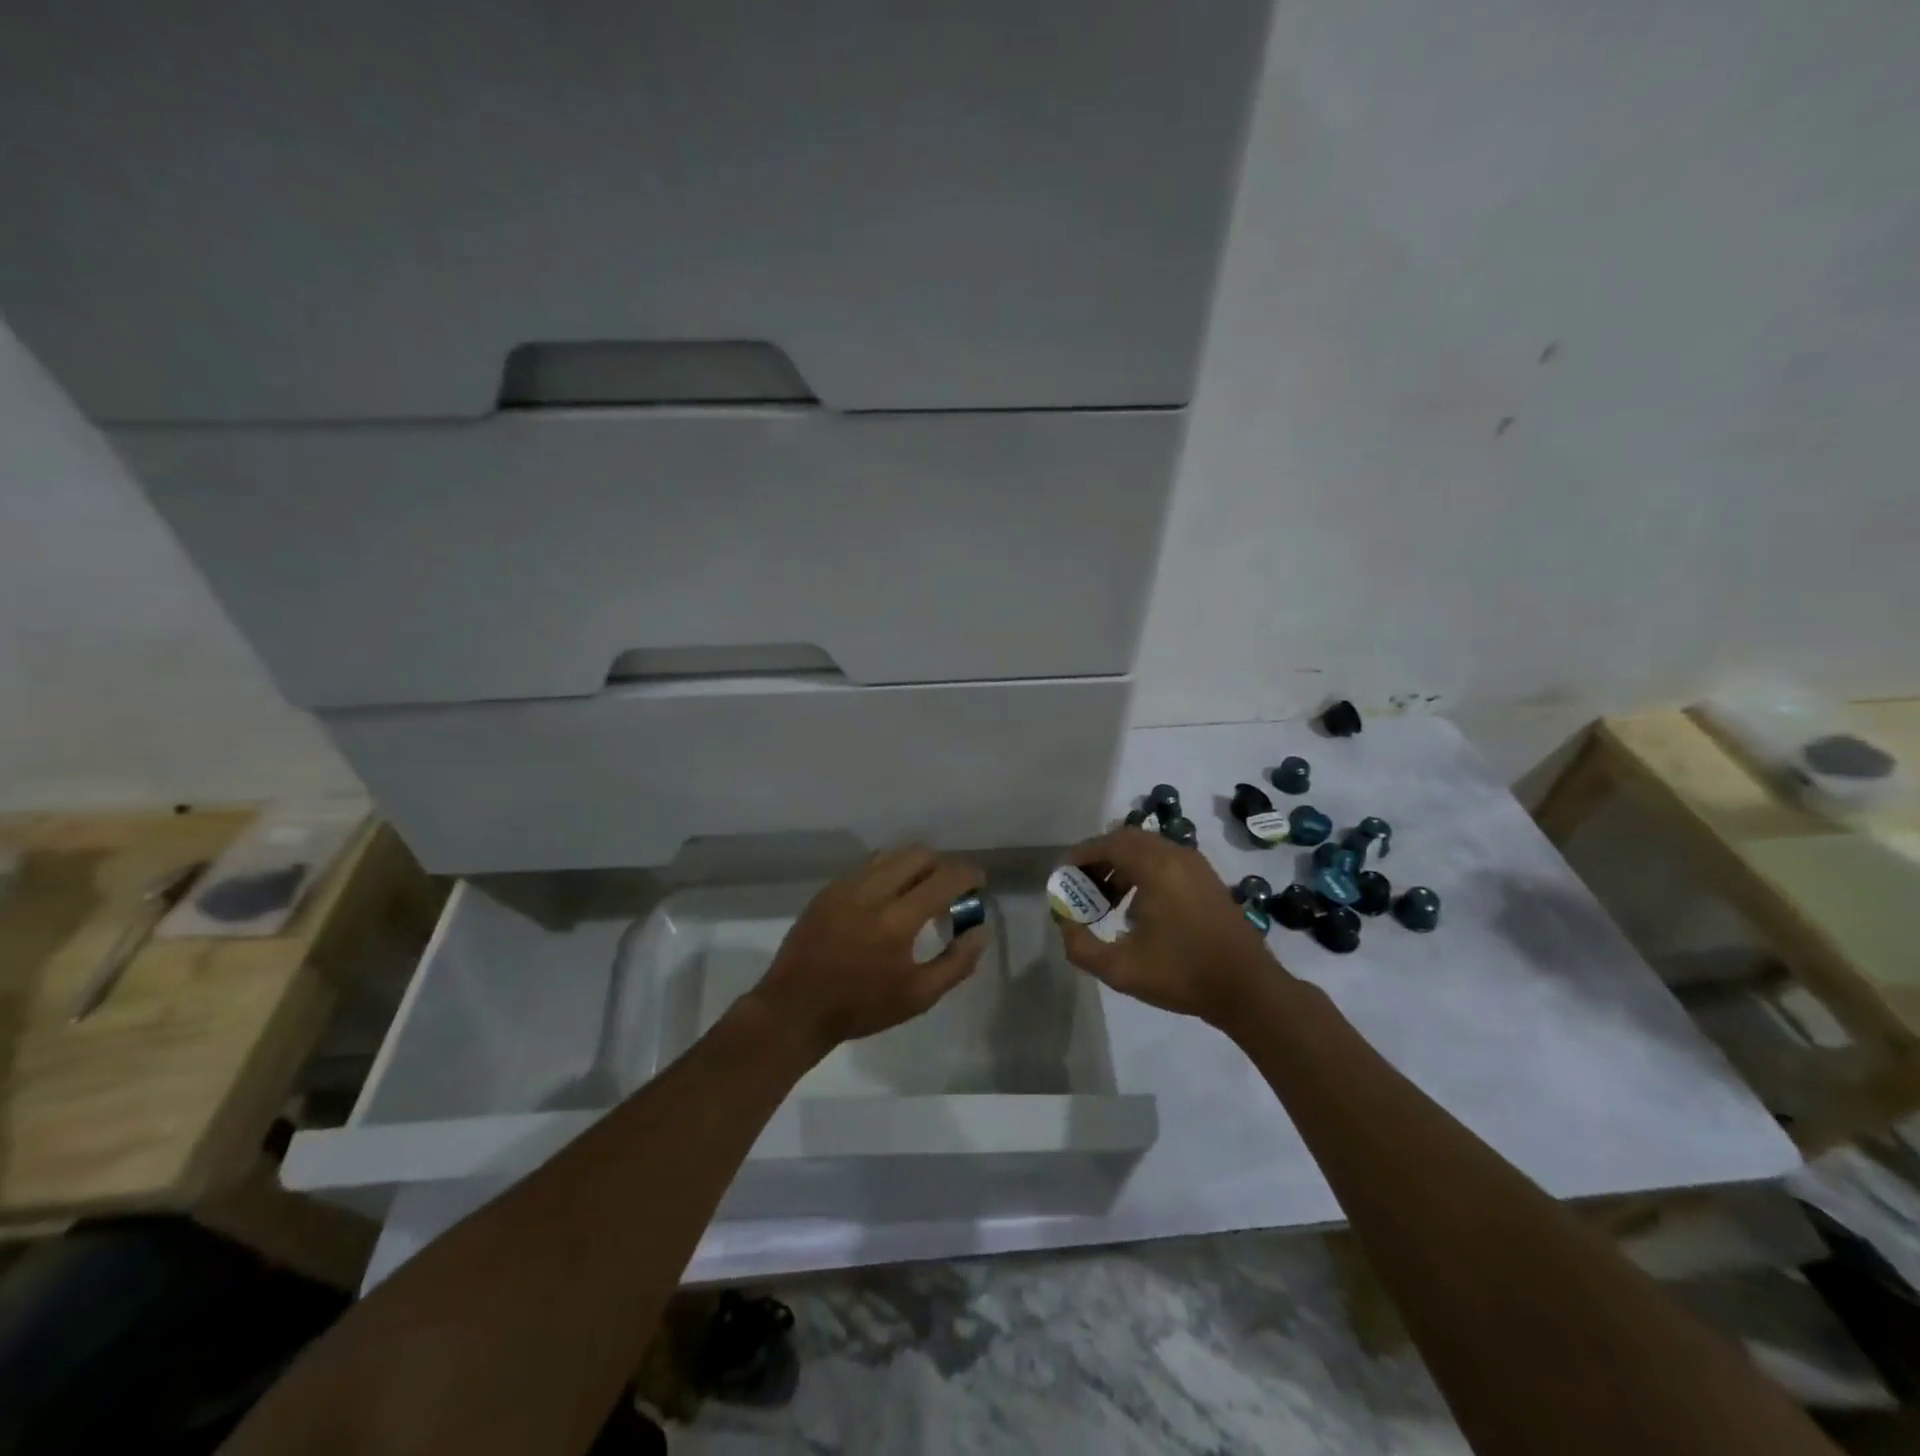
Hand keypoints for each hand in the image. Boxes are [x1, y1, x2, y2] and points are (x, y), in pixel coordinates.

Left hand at [748, 846, 987, 1057]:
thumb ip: (958, 962)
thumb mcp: (919, 996)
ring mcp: (846, 887)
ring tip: (917, 893)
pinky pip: (867, 867)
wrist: (795, 1009)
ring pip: (891, 855)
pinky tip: (886, 901)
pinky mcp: (828, 890)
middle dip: (942, 865)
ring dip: (913, 866)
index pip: (945, 877)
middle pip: (919, 854)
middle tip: (948, 891)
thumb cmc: (861, 1008)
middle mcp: (872, 893)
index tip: (978, 884)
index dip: (969, 874)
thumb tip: (981, 929)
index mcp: (897, 920)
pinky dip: (887, 874)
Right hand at [1058, 828, 1273, 1024]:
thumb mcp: (1119, 969)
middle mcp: (1176, 855)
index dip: (1080, 856)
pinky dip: (1142, 871)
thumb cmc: (1182, 975)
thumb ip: (1080, 945)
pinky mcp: (1207, 878)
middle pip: (1126, 840)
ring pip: (1147, 849)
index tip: (1062, 876)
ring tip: (1104, 900)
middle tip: (1080, 886)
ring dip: (1120, 865)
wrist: (1248, 989)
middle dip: (1098, 858)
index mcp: (1156, 867)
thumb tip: (1064, 922)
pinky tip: (1135, 907)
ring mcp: (1195, 865)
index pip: (1107, 843)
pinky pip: (1165, 860)